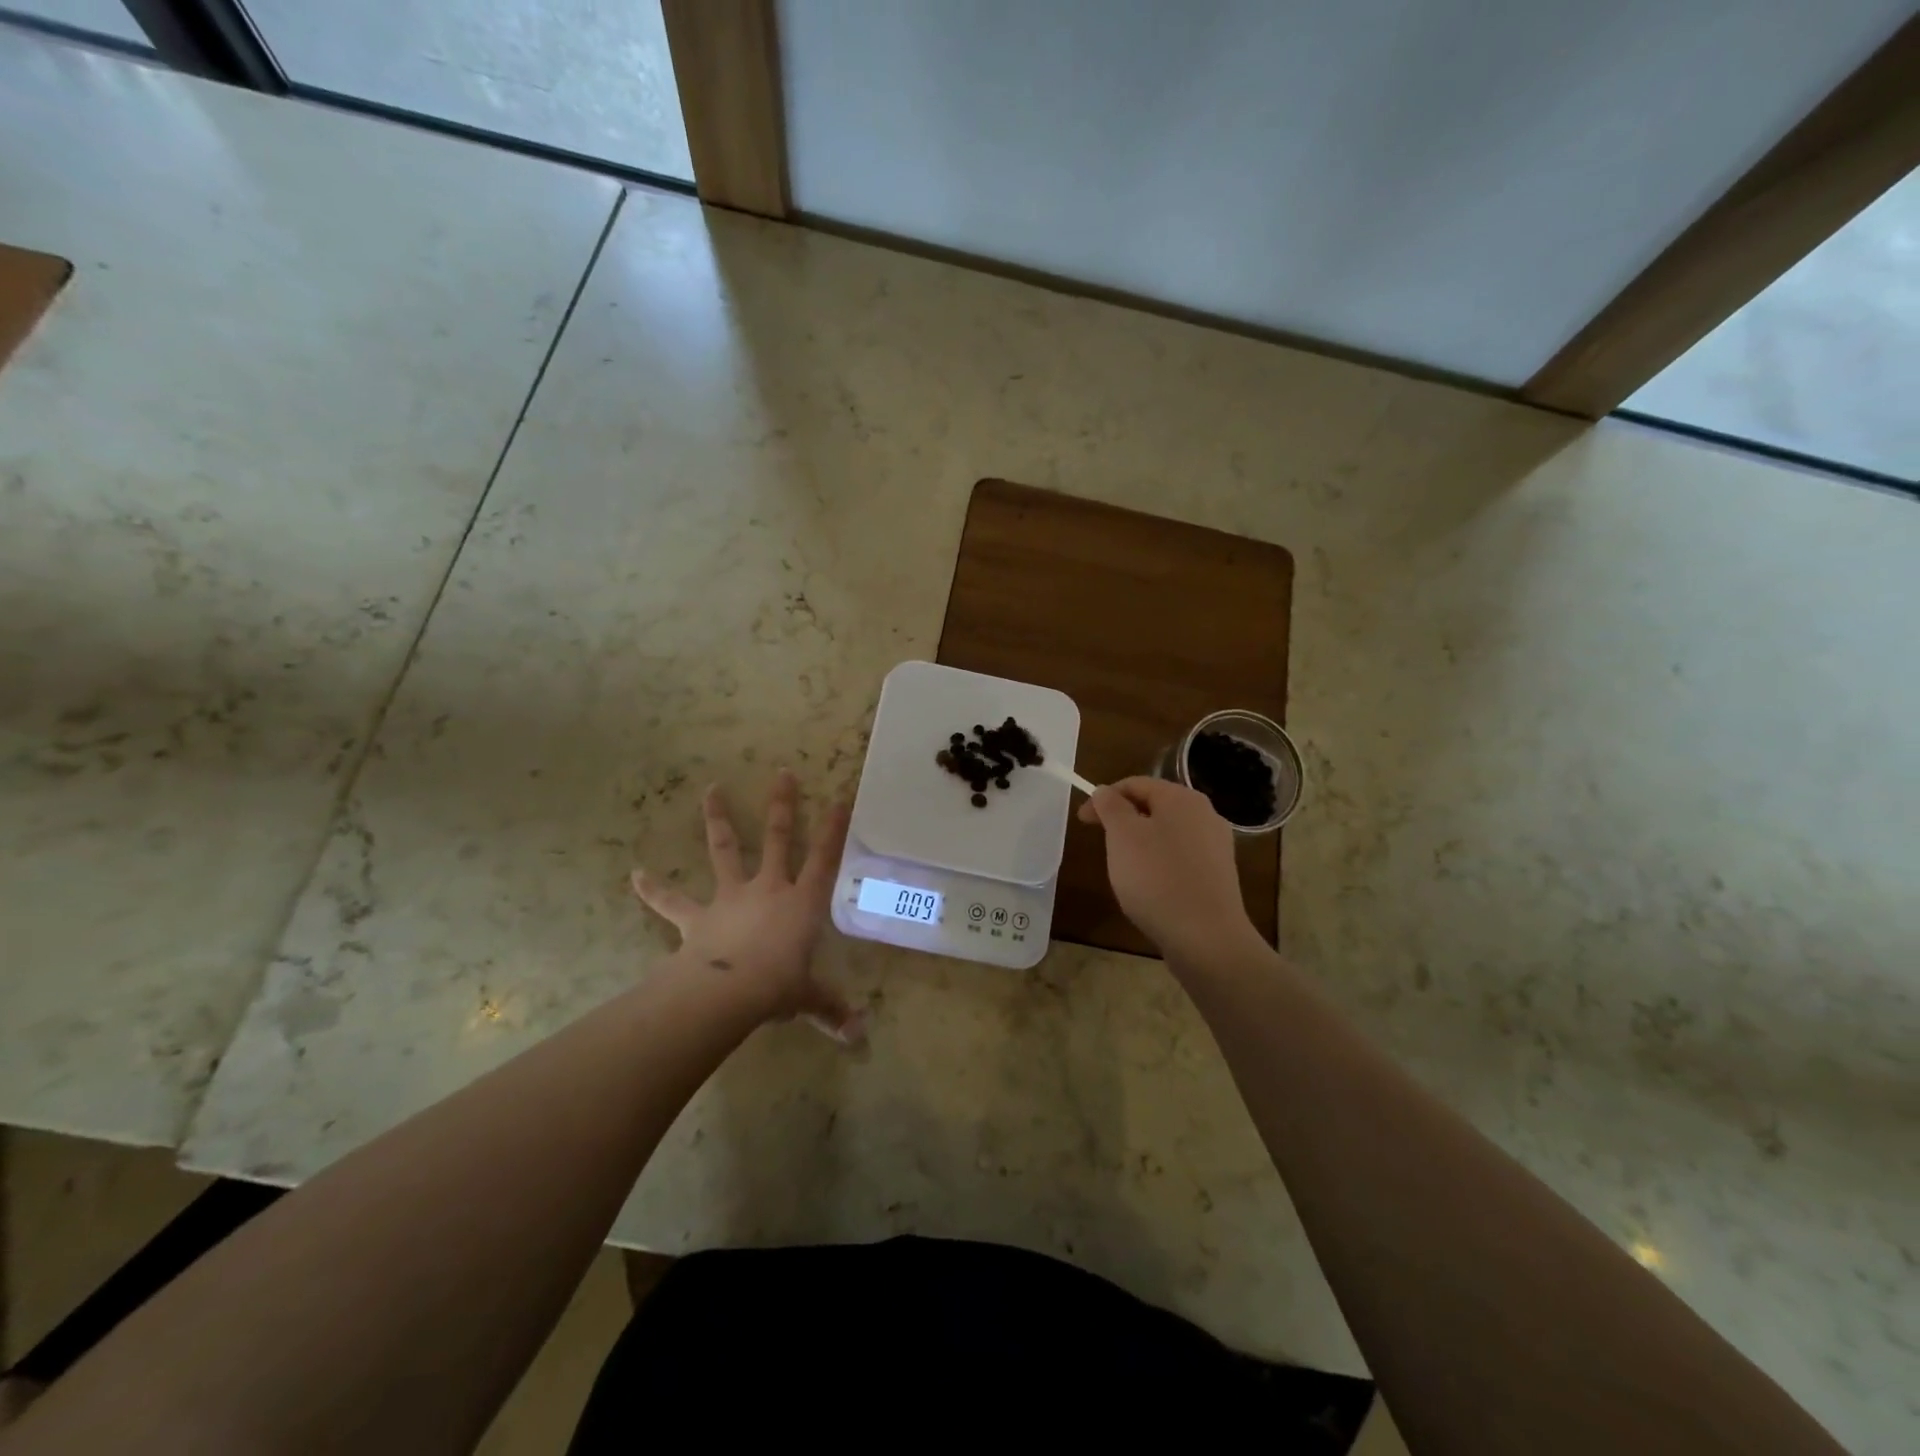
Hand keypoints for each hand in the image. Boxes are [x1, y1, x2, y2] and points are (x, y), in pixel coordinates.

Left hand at [632, 769, 861, 1042]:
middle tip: (782, 772)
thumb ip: (831, 1010)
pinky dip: (654, 889)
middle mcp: (768, 888)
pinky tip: (635, 874)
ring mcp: (731, 897)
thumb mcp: (809, 997)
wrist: (728, 990)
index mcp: (801, 902)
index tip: (840, 798)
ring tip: (710, 790)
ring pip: (726, 850)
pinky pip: (673, 901)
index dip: (834, 829)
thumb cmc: (778, 986)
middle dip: (782, 805)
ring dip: (718, 820)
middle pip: (778, 838)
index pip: (825, 858)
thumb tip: (859, 1036)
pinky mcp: (699, 916)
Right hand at [1078, 776, 1260, 966]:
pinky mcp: (1218, 875)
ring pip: (1167, 833)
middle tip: (1102, 844)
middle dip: (1123, 821)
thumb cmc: (1157, 878)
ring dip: (1140, 843)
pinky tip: (1150, 888)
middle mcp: (1205, 815)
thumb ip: (1110, 806)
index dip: (1104, 798)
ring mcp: (1216, 846)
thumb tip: (1105, 791)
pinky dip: (1159, 864)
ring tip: (1124, 869)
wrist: (1206, 937)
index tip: (1082, 822)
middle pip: (1153, 806)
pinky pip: (1180, 858)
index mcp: (1182, 798)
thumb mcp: (1122, 836)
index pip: (1136, 784)